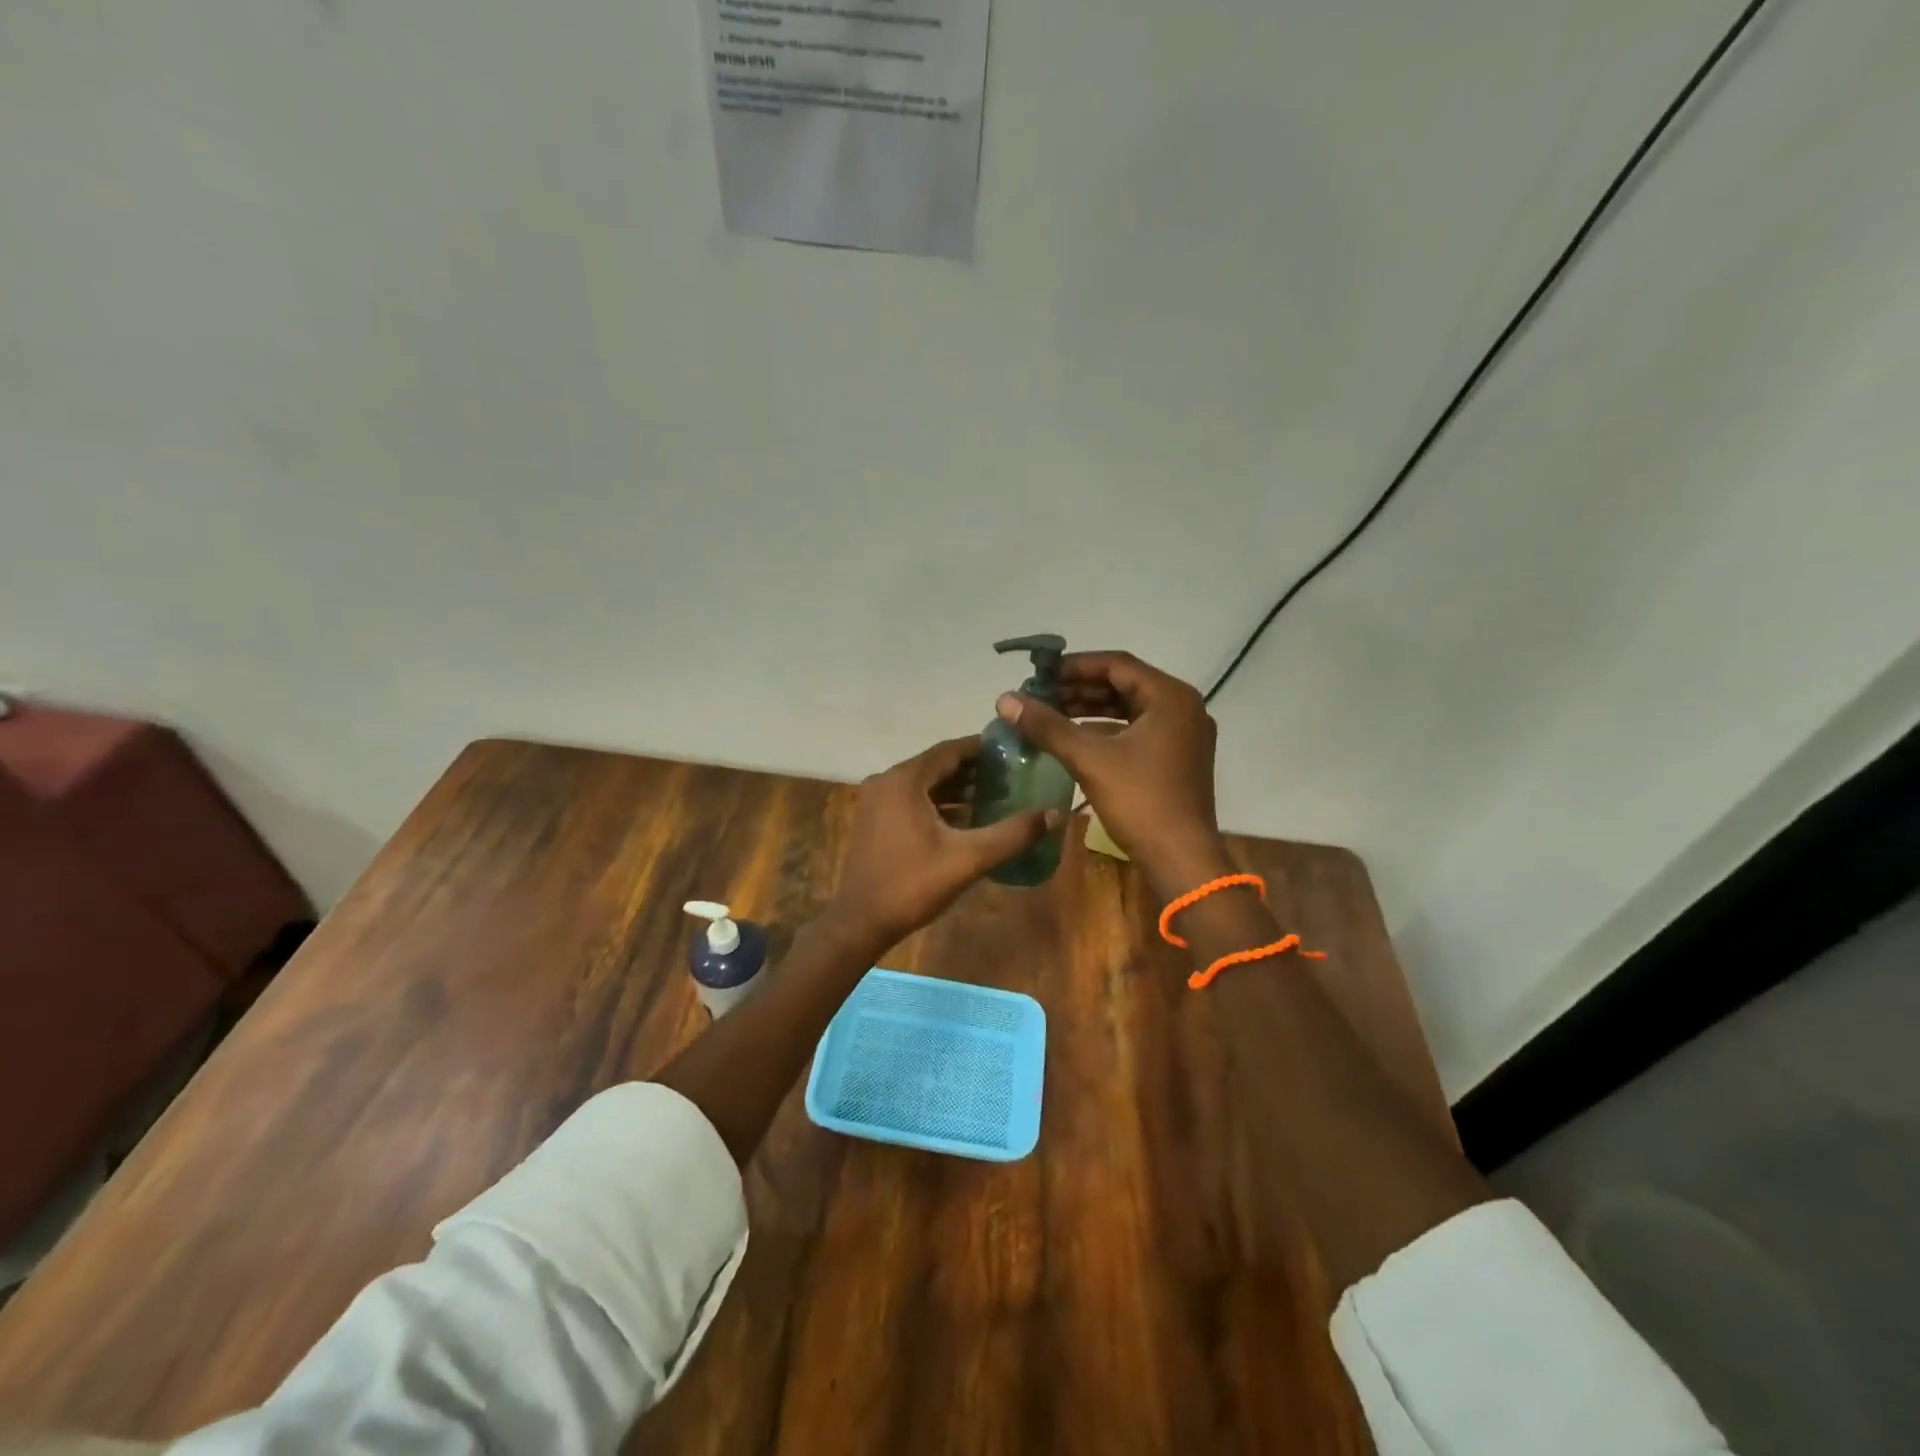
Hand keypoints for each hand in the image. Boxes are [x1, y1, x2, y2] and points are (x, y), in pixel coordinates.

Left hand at [826, 736, 1060, 954]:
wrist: (860, 922)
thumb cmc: (913, 885)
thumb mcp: (968, 859)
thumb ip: (1012, 834)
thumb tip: (1054, 814)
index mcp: (905, 779)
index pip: (951, 750)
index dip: (983, 749)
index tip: (1015, 752)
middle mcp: (887, 781)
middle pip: (938, 765)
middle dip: (974, 770)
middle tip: (1012, 777)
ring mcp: (877, 800)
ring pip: (925, 784)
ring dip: (958, 788)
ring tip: (996, 796)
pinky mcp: (876, 820)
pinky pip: (913, 800)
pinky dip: (939, 804)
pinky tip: (967, 819)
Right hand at [995, 651, 1229, 898]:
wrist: (1181, 859)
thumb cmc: (1140, 801)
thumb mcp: (1089, 759)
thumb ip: (1047, 726)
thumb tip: (1005, 699)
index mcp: (1170, 697)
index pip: (1117, 664)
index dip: (1075, 666)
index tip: (1040, 674)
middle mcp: (1183, 708)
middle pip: (1124, 684)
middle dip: (1080, 688)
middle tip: (1041, 695)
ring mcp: (1183, 735)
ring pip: (1130, 709)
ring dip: (1091, 709)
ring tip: (1051, 714)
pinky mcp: (1177, 758)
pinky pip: (1137, 730)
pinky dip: (1106, 730)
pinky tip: (1075, 739)